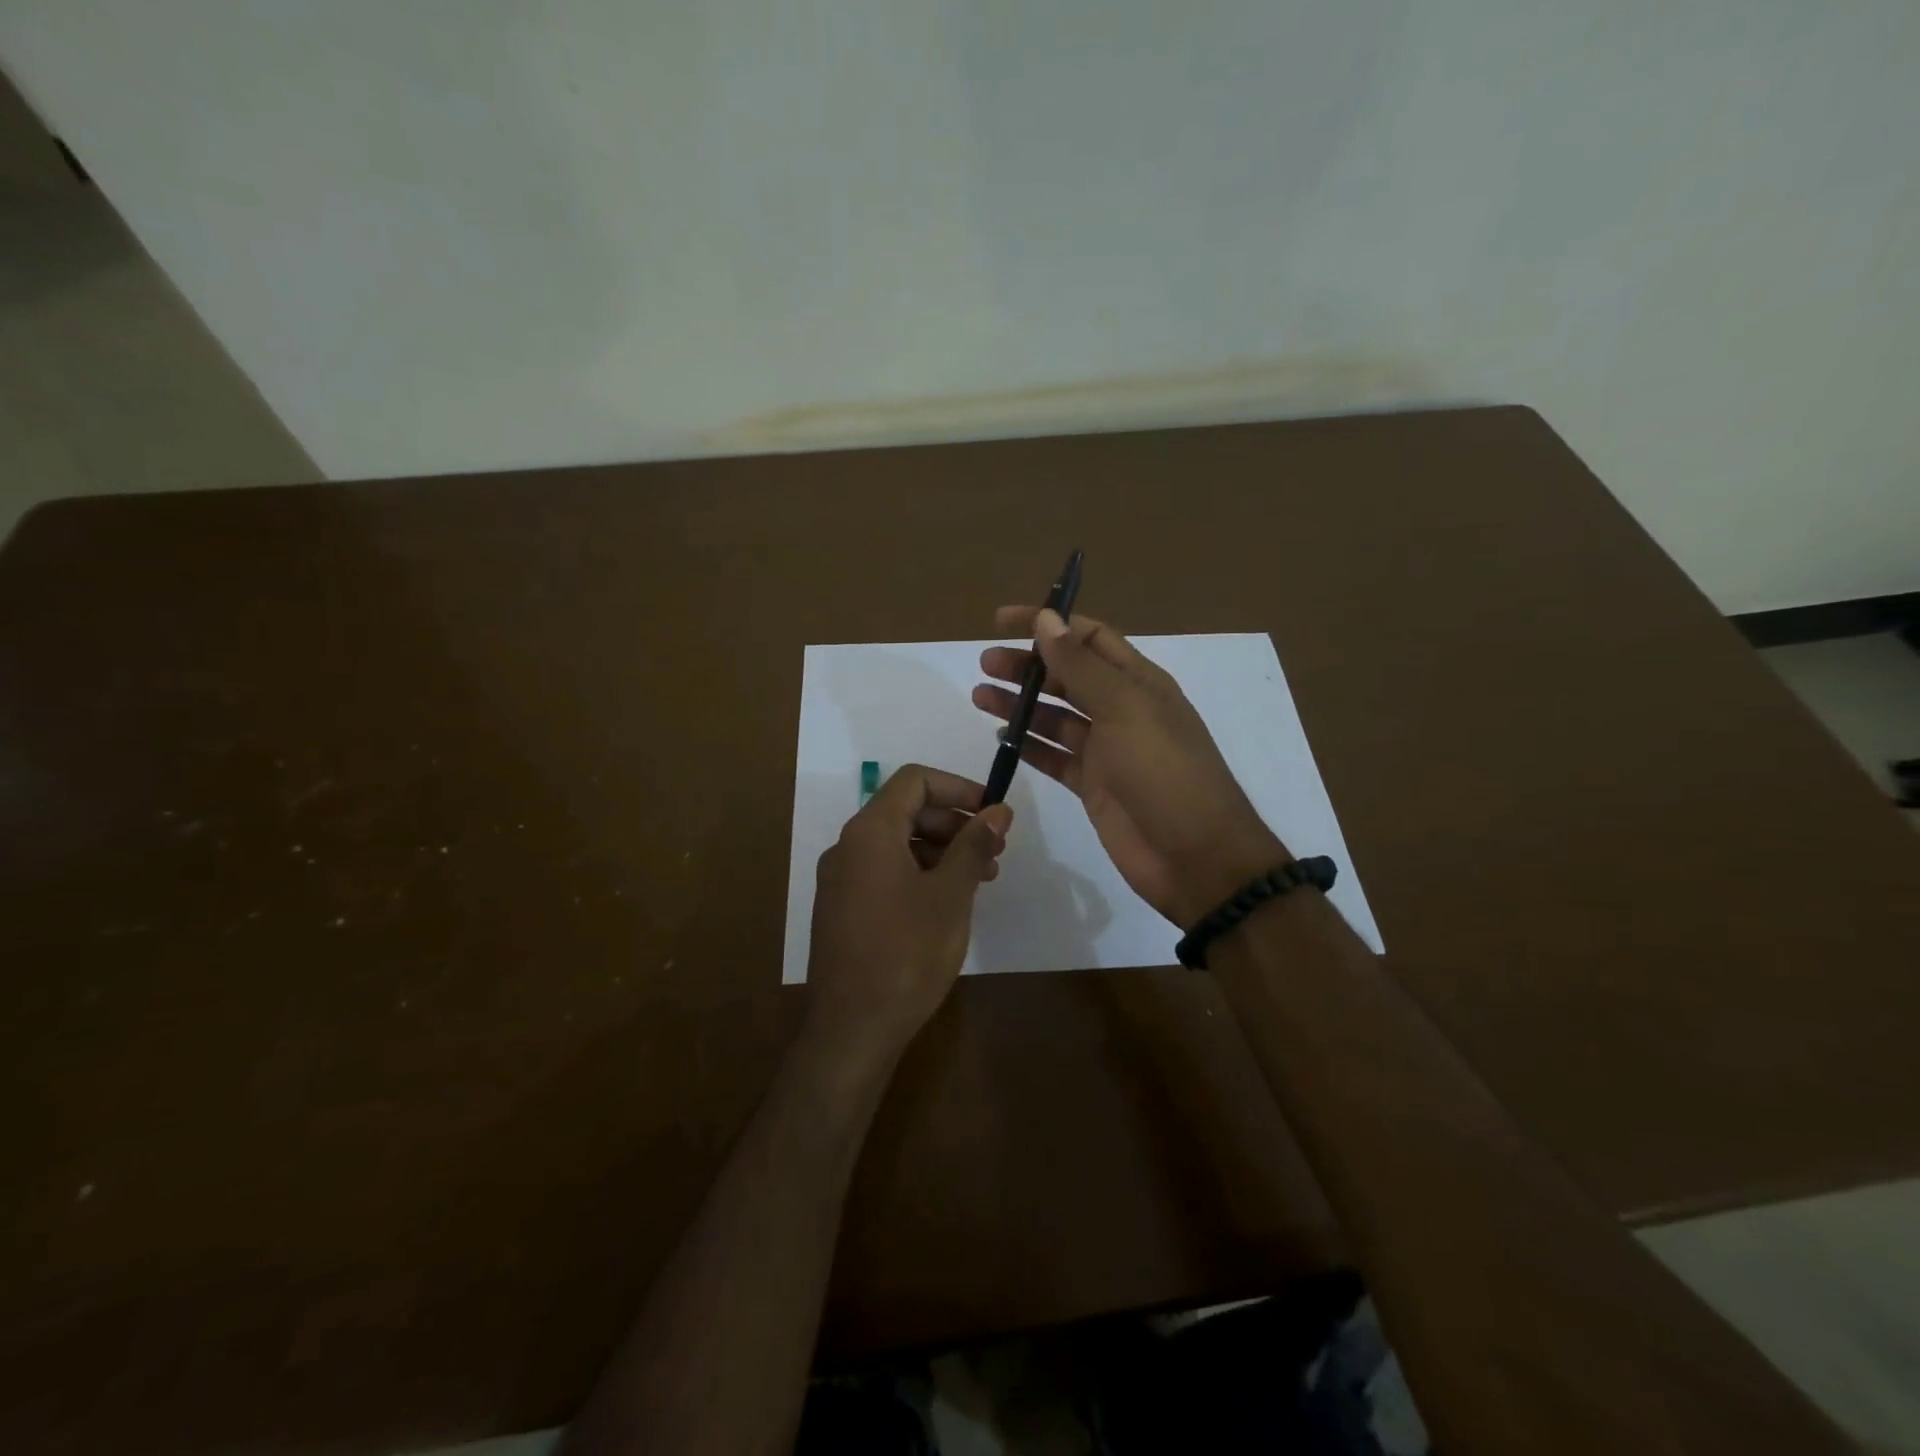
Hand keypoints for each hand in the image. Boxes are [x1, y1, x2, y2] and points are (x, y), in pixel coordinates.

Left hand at [806, 764, 1012, 1064]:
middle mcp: (848, 847)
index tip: (993, 812)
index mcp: (869, 832)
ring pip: (897, 844)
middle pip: (906, 811)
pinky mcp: (843, 909)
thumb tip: (998, 810)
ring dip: (942, 850)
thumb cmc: (907, 953)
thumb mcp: (951, 894)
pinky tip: (949, 901)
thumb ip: (974, 845)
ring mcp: (841, 880)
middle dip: (954, 822)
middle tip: (995, 849)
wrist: (853, 1029)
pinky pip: (885, 872)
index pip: (914, 781)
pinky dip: (920, 873)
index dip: (958, 788)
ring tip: (982, 878)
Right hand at [973, 607, 1285, 927]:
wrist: (1195, 856)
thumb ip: (1081, 666)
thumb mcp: (1124, 709)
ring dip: (1021, 704)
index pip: (1088, 637)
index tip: (1001, 622)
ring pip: (1055, 716)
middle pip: (1067, 675)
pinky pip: (1055, 756)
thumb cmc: (1164, 772)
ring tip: (980, 696)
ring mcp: (1108, 750)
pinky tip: (1001, 738)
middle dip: (1028, 666)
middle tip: (985, 665)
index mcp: (1138, 682)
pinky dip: (1029, 745)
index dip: (1048, 624)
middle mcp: (1123, 710)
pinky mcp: (1094, 785)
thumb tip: (1046, 619)